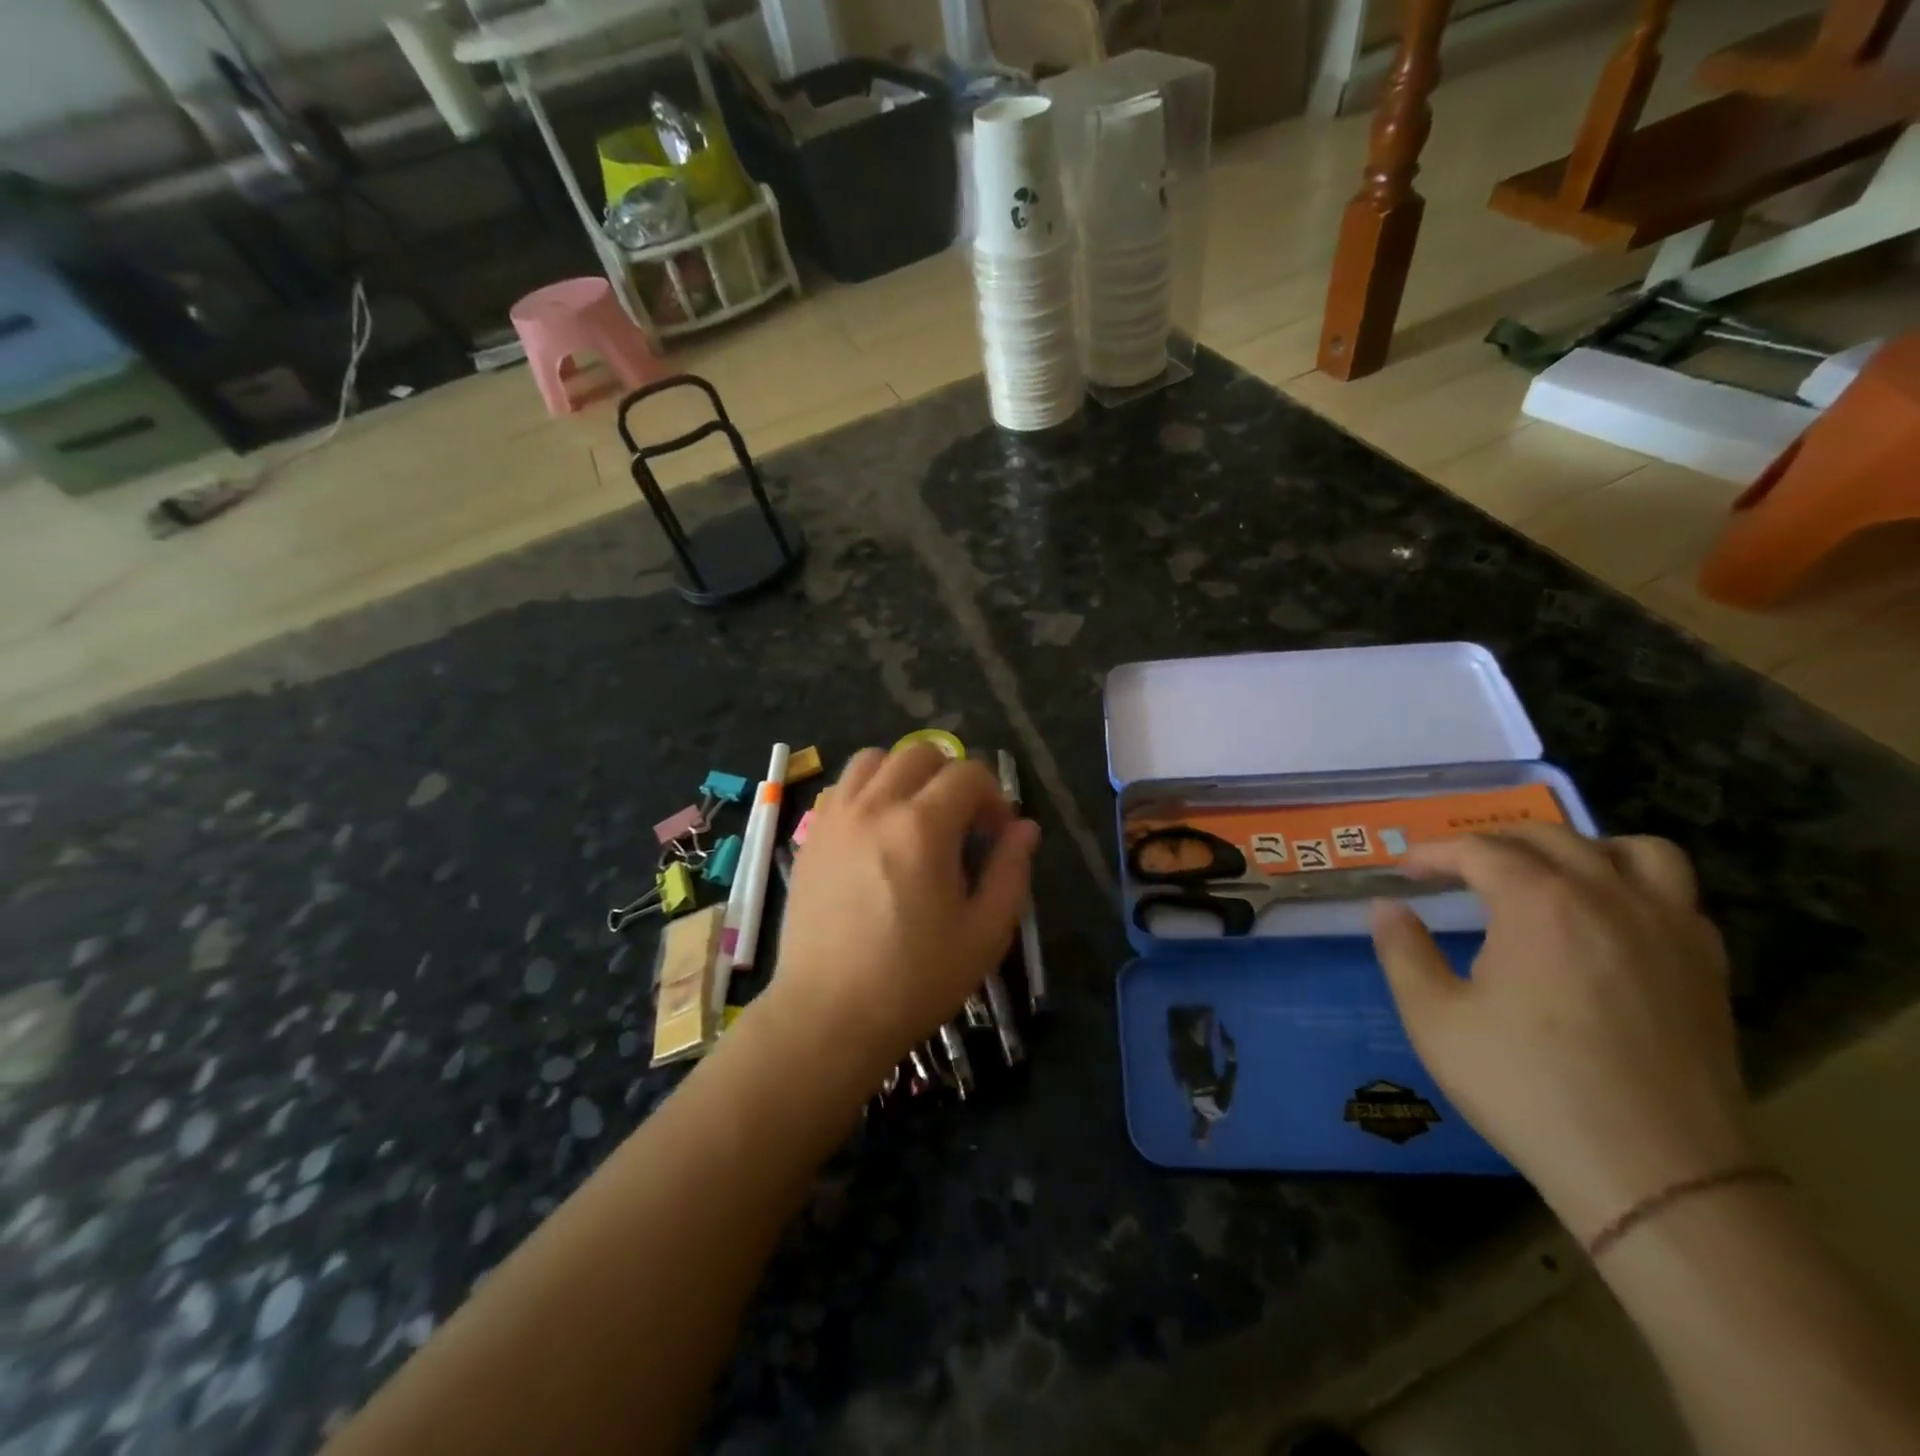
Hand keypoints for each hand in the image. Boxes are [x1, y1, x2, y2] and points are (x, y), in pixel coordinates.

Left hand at [767, 744, 1038, 1079]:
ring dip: (905, 775)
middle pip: (920, 753)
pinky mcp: (810, 836)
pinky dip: (867, 791)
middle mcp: (875, 807)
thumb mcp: (984, 933)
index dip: (993, 796)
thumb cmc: (914, 979)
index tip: (996, 835)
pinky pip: (842, 787)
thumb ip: (1011, 871)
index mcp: (923, 827)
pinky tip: (877, 832)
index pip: (968, 774)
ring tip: (915, 817)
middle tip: (961, 823)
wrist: (829, 1015)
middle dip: (952, 777)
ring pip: (874, 759)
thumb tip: (1025, 827)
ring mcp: (836, 818)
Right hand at [1370, 824, 1756, 1242]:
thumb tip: (1387, 907)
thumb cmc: (1527, 1086)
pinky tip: (1606, 921)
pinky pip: (1675, 894)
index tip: (1405, 869)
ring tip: (1548, 874)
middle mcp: (1608, 896)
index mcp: (1539, 903)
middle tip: (1458, 868)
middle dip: (1494, 841)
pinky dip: (1633, 885)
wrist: (1655, 1173)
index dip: (1434, 853)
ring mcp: (1669, 928)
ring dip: (1581, 848)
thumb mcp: (1435, 1019)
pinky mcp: (1706, 966)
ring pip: (1634, 850)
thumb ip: (1402, 951)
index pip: (1478, 850)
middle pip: (1549, 837)